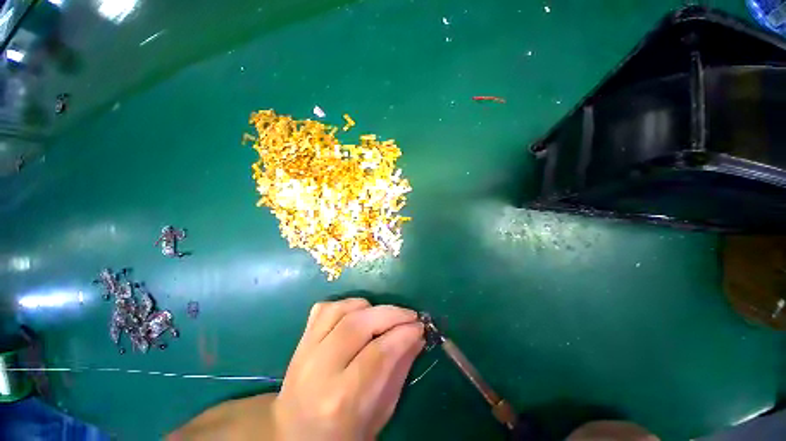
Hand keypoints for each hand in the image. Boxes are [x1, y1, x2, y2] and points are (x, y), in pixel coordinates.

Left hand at [167, 298, 423, 440]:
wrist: (293, 435)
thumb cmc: (343, 434)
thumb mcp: (380, 413)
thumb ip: (399, 370)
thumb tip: (417, 336)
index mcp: (341, 400)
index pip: (378, 353)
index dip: (403, 333)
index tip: (420, 326)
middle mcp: (319, 370)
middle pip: (358, 325)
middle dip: (391, 314)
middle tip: (410, 315)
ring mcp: (304, 351)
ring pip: (341, 310)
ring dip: (370, 306)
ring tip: (385, 315)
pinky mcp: (300, 340)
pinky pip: (325, 308)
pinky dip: (347, 304)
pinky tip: (359, 313)